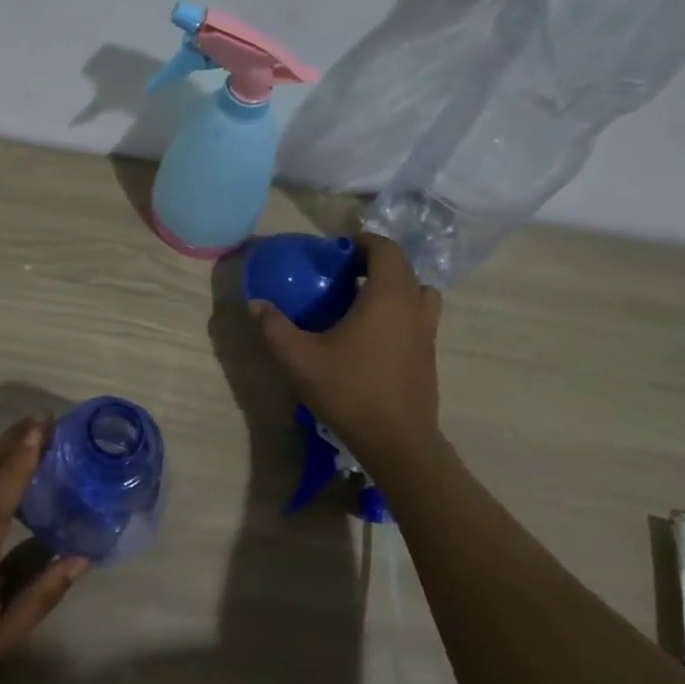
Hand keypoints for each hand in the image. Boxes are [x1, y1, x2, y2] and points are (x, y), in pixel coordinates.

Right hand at [251, 233, 442, 458]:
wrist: (398, 442)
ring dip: (393, 288)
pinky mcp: (429, 355)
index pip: (385, 249)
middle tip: (342, 275)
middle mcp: (414, 307)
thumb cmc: (350, 391)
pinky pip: (418, 317)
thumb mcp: (299, 359)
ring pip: (417, 293)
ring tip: (362, 301)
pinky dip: (399, 312)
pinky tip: (371, 336)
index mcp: (388, 296)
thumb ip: (274, 328)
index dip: (362, 242)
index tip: (336, 251)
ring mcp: (427, 332)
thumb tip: (255, 304)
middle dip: (373, 263)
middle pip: (402, 268)